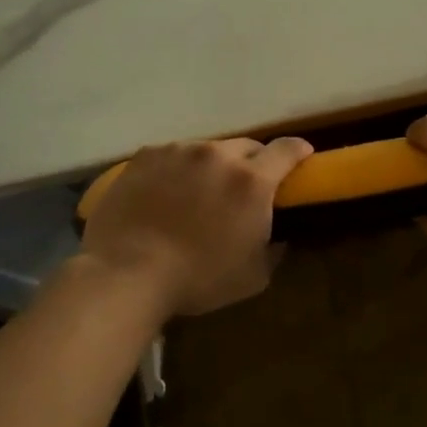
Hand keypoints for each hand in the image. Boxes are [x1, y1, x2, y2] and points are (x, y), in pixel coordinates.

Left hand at [80, 137, 312, 318]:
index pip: (287, 150)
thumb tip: (279, 237)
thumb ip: (274, 250)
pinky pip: (172, 155)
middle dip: (253, 163)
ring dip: (211, 167)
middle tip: (243, 188)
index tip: (302, 158)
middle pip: (247, 147)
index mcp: (251, 181)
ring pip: (207, 150)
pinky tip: (164, 194)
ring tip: (197, 194)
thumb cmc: (197, 279)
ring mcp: (179, 151)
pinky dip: (176, 170)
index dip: (299, 151)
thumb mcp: (253, 277)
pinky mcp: (146, 155)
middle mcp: (218, 155)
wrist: (125, 273)